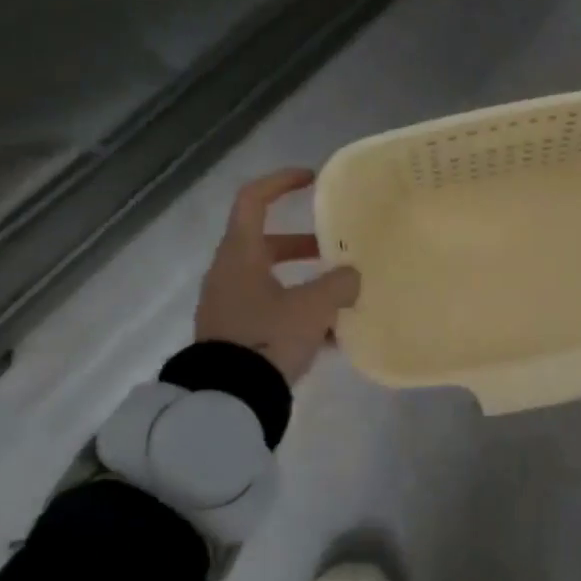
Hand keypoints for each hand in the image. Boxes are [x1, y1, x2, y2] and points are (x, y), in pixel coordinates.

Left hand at [194, 168, 359, 383]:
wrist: (229, 400)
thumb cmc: (268, 337)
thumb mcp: (313, 307)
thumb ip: (339, 284)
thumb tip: (351, 277)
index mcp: (240, 254)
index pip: (253, 200)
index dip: (281, 182)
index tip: (311, 179)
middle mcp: (229, 273)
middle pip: (267, 243)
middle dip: (305, 245)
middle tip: (336, 252)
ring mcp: (229, 306)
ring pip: (271, 280)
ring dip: (305, 283)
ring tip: (341, 299)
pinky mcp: (234, 335)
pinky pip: (270, 310)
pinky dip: (297, 313)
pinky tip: (330, 337)